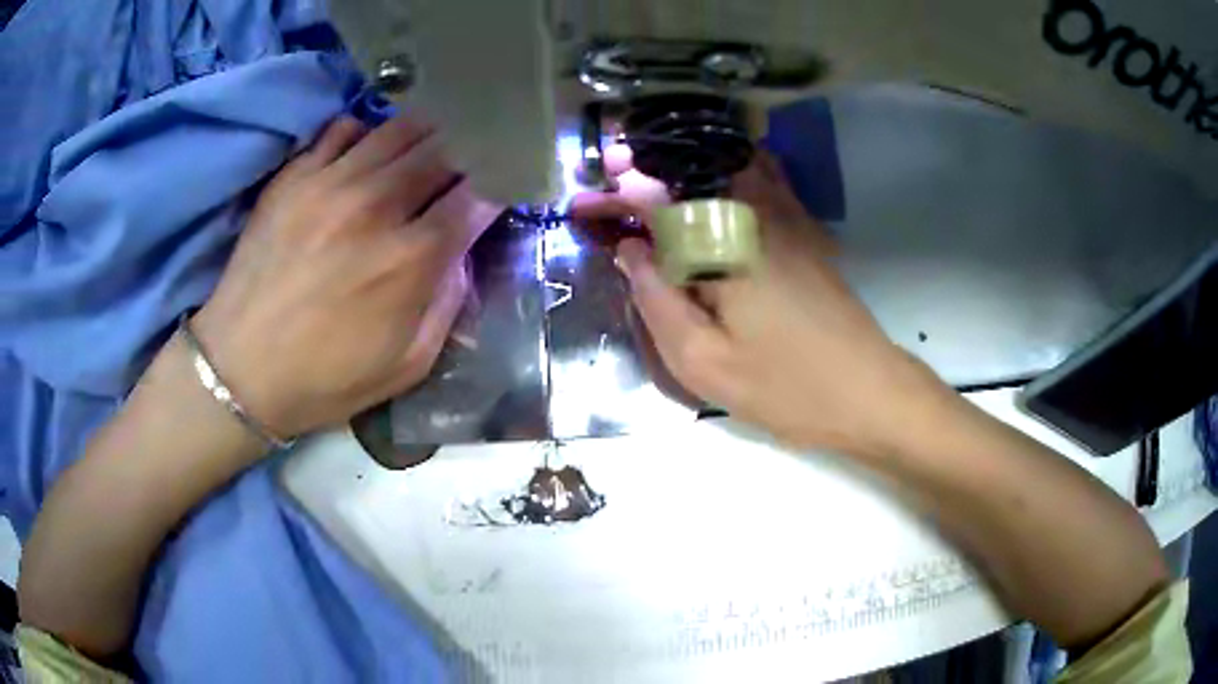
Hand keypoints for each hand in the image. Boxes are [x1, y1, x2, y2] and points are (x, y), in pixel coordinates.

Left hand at [193, 115, 499, 438]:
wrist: (240, 369)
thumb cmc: (325, 379)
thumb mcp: (407, 365)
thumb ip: (448, 302)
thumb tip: (462, 250)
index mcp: (411, 258)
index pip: (478, 193)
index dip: (499, 185)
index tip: (501, 187)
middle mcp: (376, 205)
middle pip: (444, 147)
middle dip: (466, 152)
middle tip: (465, 165)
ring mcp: (331, 182)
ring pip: (400, 127)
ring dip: (424, 136)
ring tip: (423, 152)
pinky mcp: (295, 175)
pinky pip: (345, 127)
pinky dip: (366, 133)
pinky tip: (366, 156)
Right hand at [573, 147, 946, 456]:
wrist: (869, 392)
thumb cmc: (786, 387)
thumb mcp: (704, 363)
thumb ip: (657, 299)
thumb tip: (630, 251)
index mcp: (724, 242)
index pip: (654, 200)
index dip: (613, 199)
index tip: (582, 206)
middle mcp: (755, 211)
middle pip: (689, 167)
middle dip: (644, 170)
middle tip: (611, 184)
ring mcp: (788, 215)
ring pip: (726, 164)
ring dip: (684, 167)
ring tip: (651, 183)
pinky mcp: (806, 229)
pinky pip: (761, 177)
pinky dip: (727, 172)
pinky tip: (711, 189)